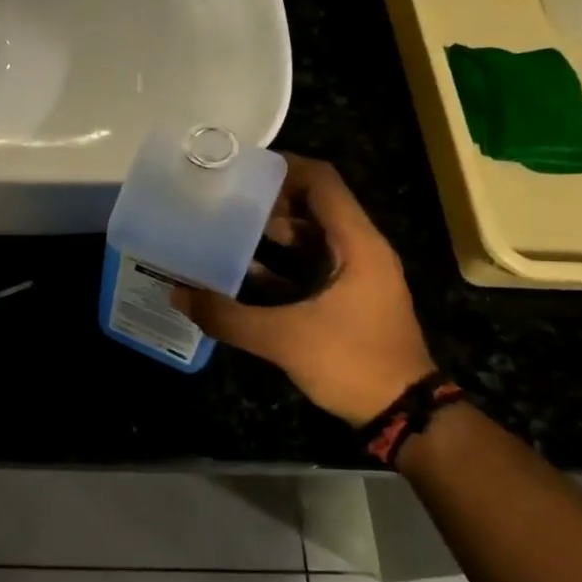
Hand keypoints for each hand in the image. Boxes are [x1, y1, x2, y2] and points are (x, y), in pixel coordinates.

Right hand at [172, 155, 436, 425]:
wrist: (403, 414)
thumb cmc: (352, 363)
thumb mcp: (285, 339)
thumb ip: (228, 316)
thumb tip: (178, 294)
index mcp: (356, 244)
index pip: (323, 182)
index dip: (285, 167)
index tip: (242, 168)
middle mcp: (360, 250)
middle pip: (315, 204)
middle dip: (271, 199)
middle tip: (225, 198)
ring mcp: (356, 275)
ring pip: (312, 236)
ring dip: (273, 231)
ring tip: (227, 228)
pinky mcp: (347, 298)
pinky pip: (311, 265)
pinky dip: (281, 263)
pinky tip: (243, 271)